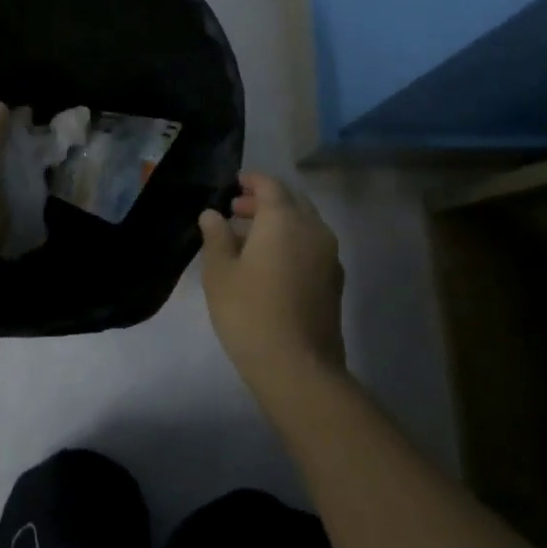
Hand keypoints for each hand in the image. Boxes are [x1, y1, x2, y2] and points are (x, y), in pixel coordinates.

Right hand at [197, 171, 345, 392]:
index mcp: (285, 219)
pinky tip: (269, 262)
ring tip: (248, 238)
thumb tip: (212, 214)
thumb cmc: (249, 312)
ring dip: (278, 222)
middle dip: (264, 201)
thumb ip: (216, 236)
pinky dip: (291, 242)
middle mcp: (313, 229)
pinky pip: (311, 246)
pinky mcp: (334, 280)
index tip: (233, 183)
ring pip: (304, 224)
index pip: (270, 185)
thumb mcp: (220, 272)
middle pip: (291, 202)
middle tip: (235, 210)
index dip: (251, 180)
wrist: (298, 366)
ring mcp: (329, 255)